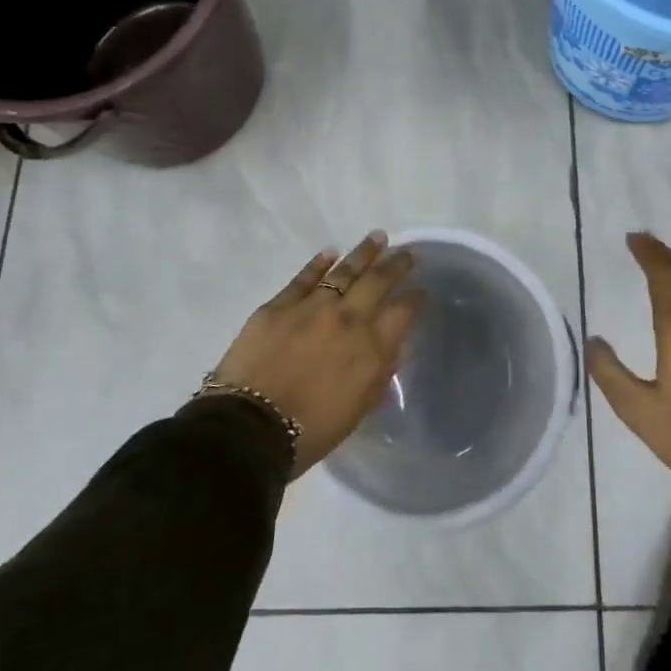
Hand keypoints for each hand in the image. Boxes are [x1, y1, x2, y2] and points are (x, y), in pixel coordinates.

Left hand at [208, 232, 423, 477]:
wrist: (250, 429)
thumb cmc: (310, 431)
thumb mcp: (359, 409)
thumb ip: (378, 374)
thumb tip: (389, 348)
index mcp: (372, 348)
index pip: (403, 311)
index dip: (415, 298)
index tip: (421, 290)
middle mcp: (349, 318)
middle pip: (378, 281)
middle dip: (396, 264)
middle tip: (406, 253)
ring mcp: (313, 307)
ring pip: (345, 271)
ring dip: (364, 253)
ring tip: (377, 238)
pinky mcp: (279, 305)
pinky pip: (304, 277)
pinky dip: (319, 263)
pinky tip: (330, 253)